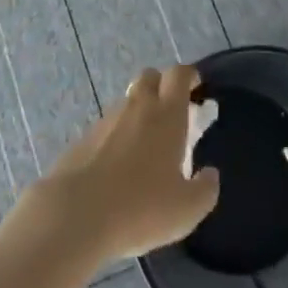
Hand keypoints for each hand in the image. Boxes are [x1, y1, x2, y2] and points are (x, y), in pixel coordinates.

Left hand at [28, 64, 220, 261]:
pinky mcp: (85, 137)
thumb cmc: (140, 207)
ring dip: (139, 111)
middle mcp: (138, 107)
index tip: (197, 86)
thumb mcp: (187, 209)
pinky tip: (118, 165)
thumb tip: (211, 174)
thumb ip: (205, 190)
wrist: (77, 213)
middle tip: (171, 112)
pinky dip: (117, 135)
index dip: (190, 76)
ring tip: (145, 145)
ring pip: (128, 101)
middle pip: (150, 76)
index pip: (179, 75)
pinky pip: (108, 125)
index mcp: (167, 115)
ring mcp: (107, 119)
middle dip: (162, 85)